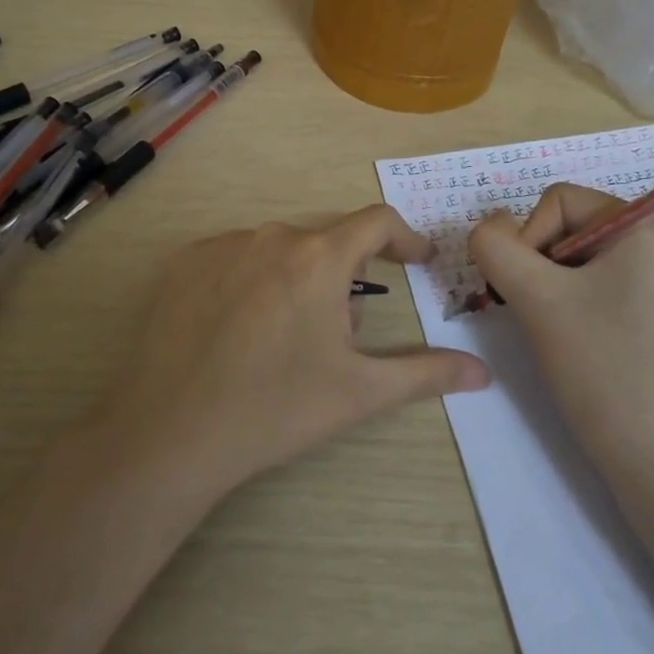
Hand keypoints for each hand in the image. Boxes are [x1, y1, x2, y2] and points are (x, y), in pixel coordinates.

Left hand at [88, 205, 490, 501]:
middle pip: (325, 243)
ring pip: (278, 251)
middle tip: (336, 335)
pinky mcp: (183, 262)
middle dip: (343, 279)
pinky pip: (234, 258)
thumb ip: (425, 373)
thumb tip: (482, 371)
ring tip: (280, 338)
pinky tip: (236, 329)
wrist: (171, 432)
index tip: (416, 261)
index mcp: (318, 258)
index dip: (404, 238)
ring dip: (294, 279)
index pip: (376, 221)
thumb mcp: (358, 392)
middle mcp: (271, 236)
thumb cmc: (275, 408)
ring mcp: (222, 245)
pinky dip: (249, 281)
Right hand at [468, 184, 653, 482]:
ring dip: (546, 288)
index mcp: (646, 224)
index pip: (557, 201)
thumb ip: (494, 245)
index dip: (527, 239)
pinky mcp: (648, 310)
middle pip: (564, 226)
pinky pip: (591, 284)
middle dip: (537, 266)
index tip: (529, 292)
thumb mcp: (535, 297)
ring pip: (571, 259)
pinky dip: (566, 304)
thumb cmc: (601, 366)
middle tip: (537, 313)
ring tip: (555, 331)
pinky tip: (571, 341)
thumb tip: (487, 227)